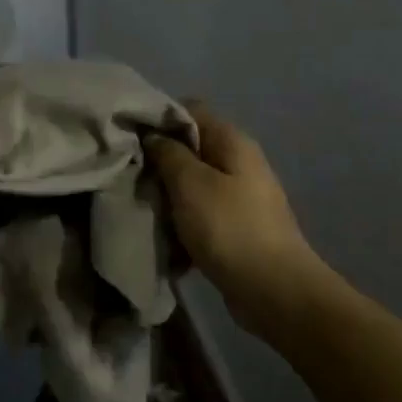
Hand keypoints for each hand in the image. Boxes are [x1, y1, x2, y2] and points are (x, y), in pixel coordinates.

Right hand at [145, 104, 318, 327]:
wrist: (273, 290)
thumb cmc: (229, 228)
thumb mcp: (190, 183)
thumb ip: (168, 153)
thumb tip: (152, 135)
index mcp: (232, 142)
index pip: (190, 110)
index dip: (157, 118)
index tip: (129, 137)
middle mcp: (238, 163)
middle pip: (189, 149)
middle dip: (158, 162)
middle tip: (129, 176)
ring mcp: (239, 197)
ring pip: (191, 184)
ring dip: (166, 196)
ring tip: (140, 206)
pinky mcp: (234, 228)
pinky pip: (199, 214)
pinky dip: (180, 222)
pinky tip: (162, 235)